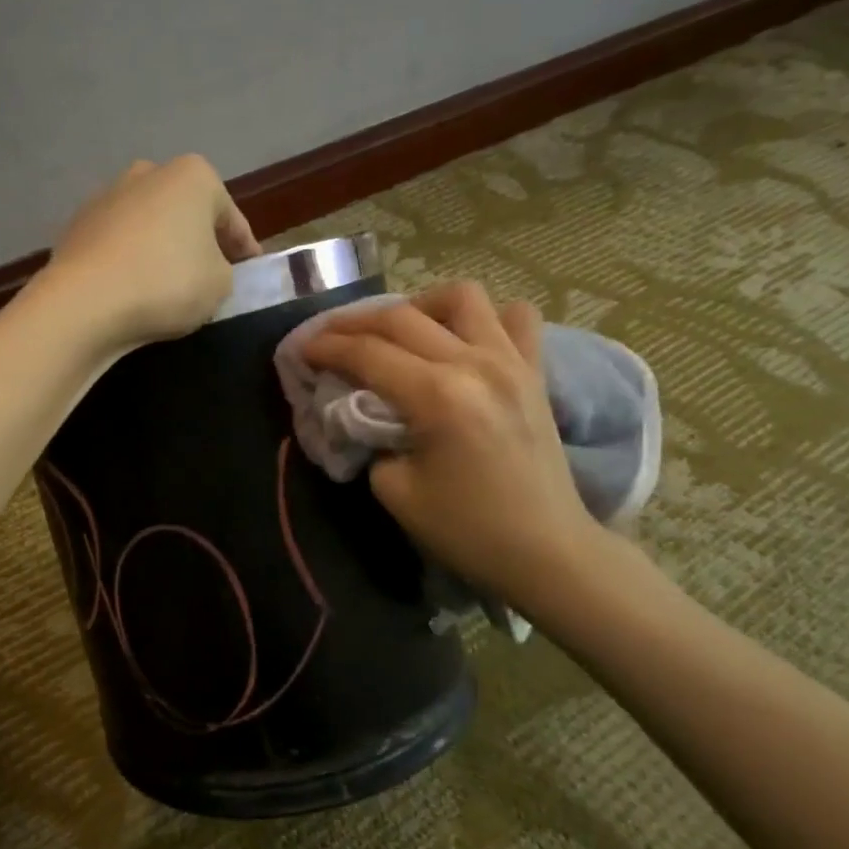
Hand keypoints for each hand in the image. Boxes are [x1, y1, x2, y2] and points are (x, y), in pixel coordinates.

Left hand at [43, 155, 259, 350]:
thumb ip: (224, 270)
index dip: (244, 248)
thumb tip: (205, 268)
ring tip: (167, 285)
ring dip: (160, 247)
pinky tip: (132, 288)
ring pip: (148, 225)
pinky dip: (128, 260)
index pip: (230, 216)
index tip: (250, 270)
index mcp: (193, 176)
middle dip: (198, 239)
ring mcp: (106, 197)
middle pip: (185, 212)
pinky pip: (117, 244)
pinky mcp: (76, 226)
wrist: (85, 302)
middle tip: (209, 274)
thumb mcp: (220, 284)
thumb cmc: (167, 283)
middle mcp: (147, 174)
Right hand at [305, 282, 607, 608]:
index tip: (302, 349)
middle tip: (329, 337)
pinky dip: (485, 317)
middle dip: (354, 322)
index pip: (367, 353)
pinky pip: (516, 318)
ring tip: (400, 330)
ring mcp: (511, 362)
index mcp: (437, 396)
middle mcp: (475, 364)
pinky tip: (463, 339)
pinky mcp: (534, 372)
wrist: (547, 551)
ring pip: (462, 297)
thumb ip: (369, 440)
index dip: (327, 347)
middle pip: (401, 317)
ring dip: (420, 305)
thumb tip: (361, 412)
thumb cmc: (467, 529)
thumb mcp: (394, 491)